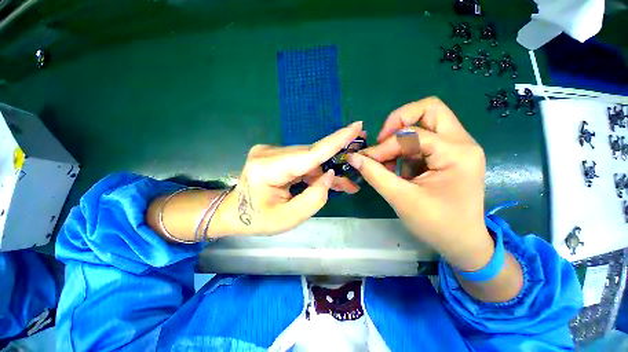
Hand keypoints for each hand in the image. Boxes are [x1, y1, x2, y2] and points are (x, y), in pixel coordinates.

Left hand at [212, 122, 363, 235]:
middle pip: (312, 156)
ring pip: (309, 160)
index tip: (356, 126)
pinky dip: (316, 172)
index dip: (336, 141)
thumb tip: (329, 175)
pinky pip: (302, 162)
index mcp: (268, 168)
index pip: (309, 153)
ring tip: (345, 184)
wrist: (233, 213)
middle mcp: (270, 153)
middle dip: (335, 165)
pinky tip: (328, 181)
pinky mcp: (275, 156)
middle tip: (356, 170)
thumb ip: (313, 198)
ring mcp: (272, 152)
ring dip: (326, 172)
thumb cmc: (257, 220)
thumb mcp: (288, 218)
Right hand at [347, 97, 490, 268]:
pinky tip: (395, 168)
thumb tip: (353, 157)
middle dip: (399, 121)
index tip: (366, 160)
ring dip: (399, 139)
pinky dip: (403, 150)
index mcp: (456, 152)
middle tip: (383, 140)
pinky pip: (421, 141)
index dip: (384, 146)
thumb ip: (375, 175)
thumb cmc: (437, 224)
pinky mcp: (447, 155)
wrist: (462, 243)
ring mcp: (455, 147)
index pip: (411, 135)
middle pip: (429, 109)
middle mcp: (461, 142)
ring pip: (424, 123)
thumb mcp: (401, 199)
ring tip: (386, 161)